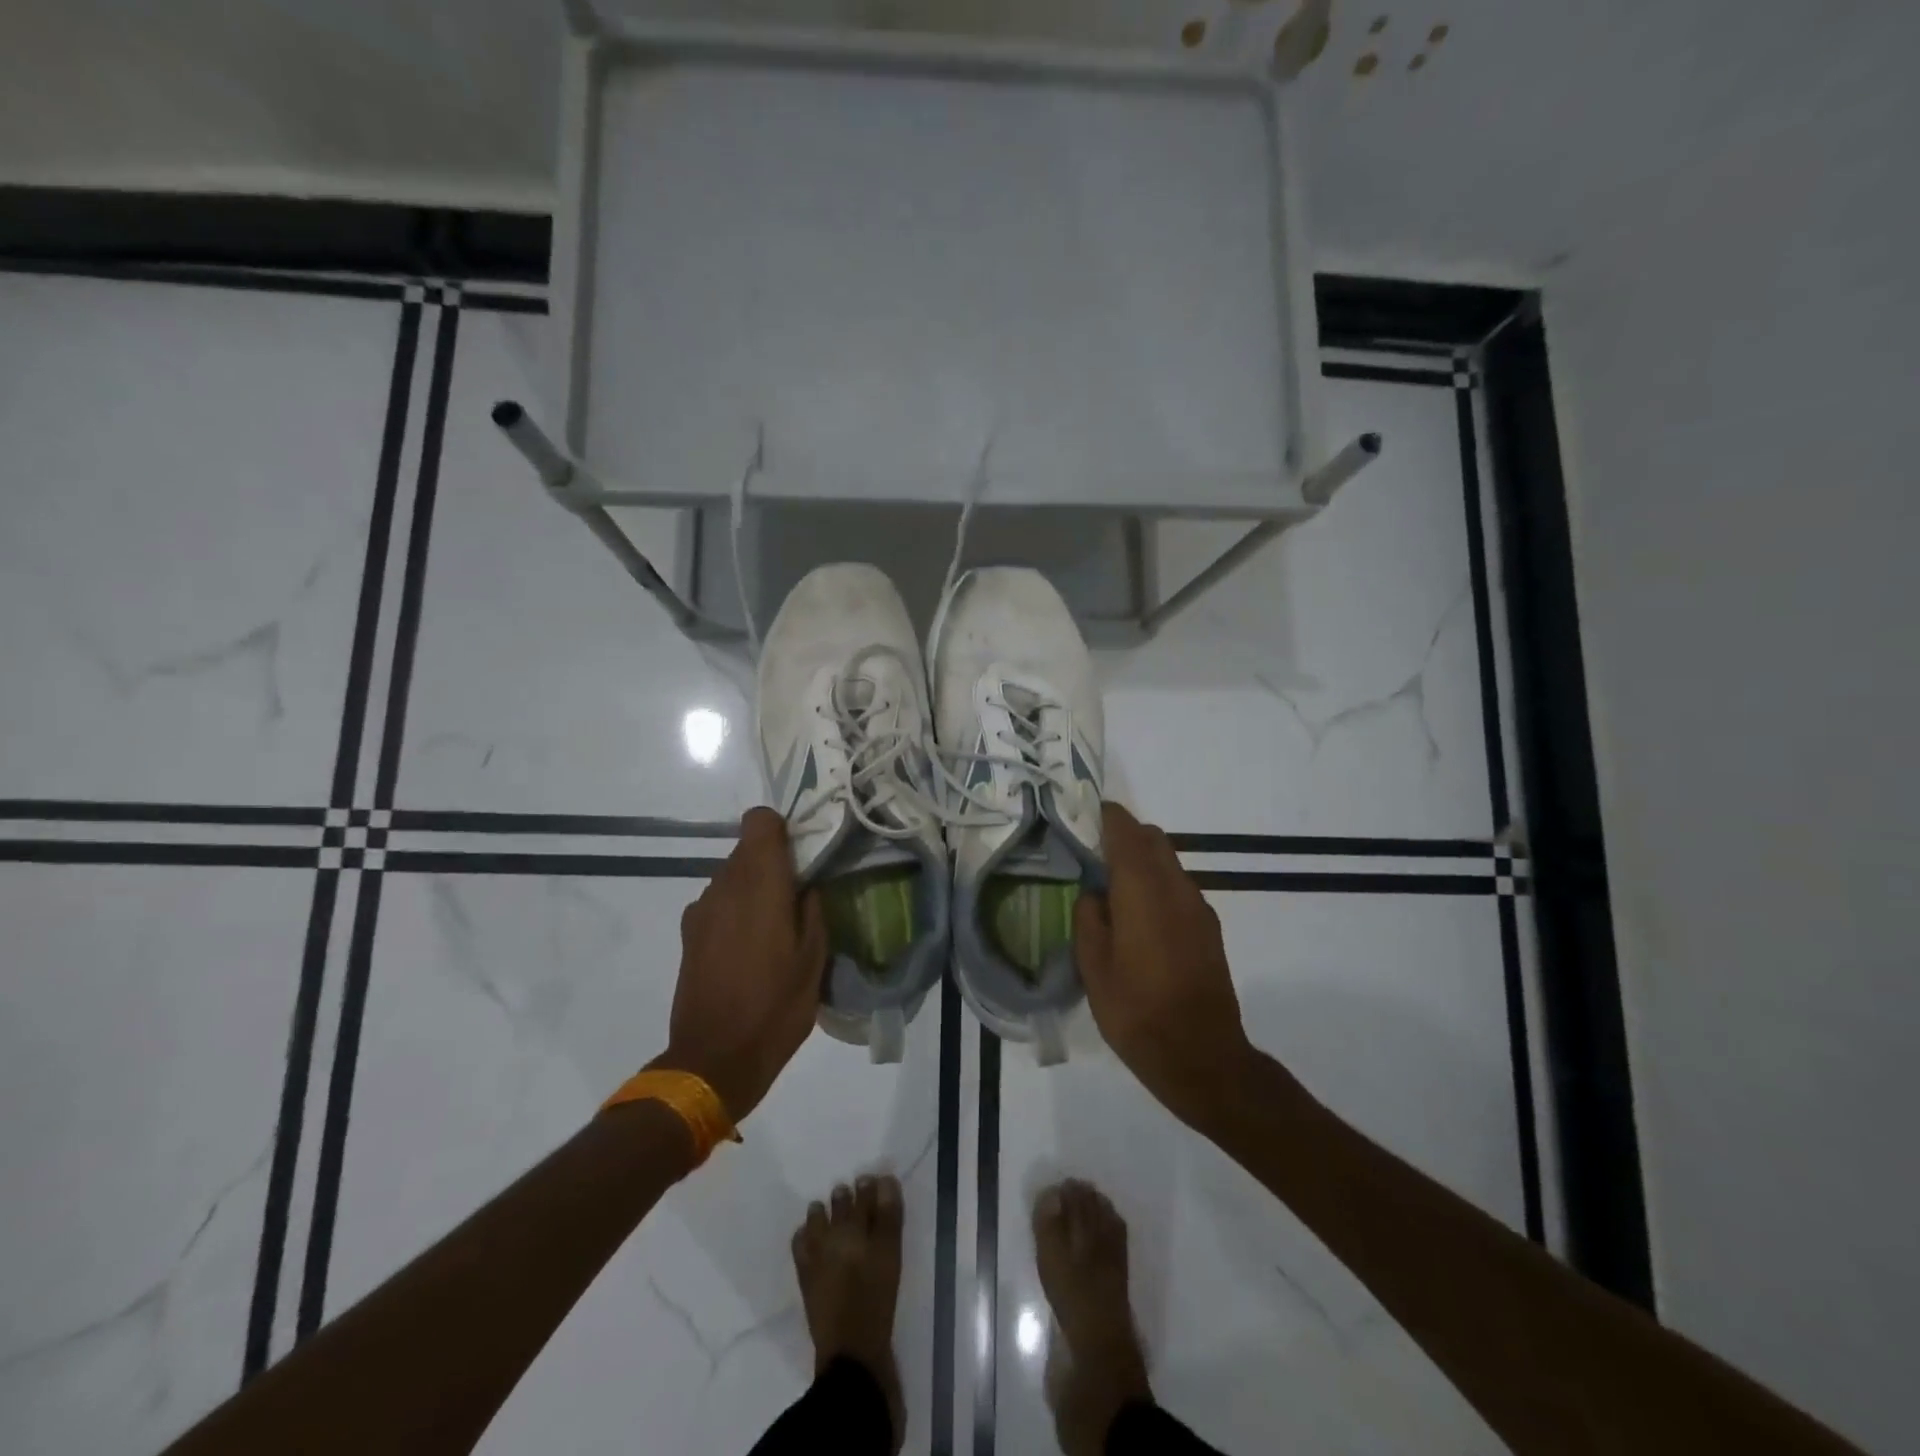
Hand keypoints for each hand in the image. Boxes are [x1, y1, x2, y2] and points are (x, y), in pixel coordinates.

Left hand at [654, 808, 826, 1122]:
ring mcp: (701, 909)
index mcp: (760, 883)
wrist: (714, 1059)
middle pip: (748, 848)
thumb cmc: (776, 1007)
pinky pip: (718, 903)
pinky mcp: (688, 934)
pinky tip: (748, 949)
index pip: (760, 821)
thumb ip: (814, 909)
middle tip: (798, 898)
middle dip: (773, 863)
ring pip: (732, 876)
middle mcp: (724, 885)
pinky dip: (734, 911)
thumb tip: (808, 884)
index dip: (782, 830)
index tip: (802, 857)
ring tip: (774, 930)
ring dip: (753, 889)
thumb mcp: (815, 959)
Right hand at [1074, 803, 1253, 1128]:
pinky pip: (1179, 887)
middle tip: (1091, 854)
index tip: (1080, 817)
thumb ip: (1088, 919)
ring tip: (1112, 888)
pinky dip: (1157, 884)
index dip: (1103, 817)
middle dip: (1123, 836)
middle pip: (1151, 838)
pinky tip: (1139, 918)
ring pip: (1168, 861)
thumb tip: (1093, 894)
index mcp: (1142, 889)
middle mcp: (1175, 886)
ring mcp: (1198, 906)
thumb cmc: (1137, 1012)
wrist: (1202, 1056)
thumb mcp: (1093, 968)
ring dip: (1142, 861)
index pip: (1125, 830)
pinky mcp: (1209, 927)